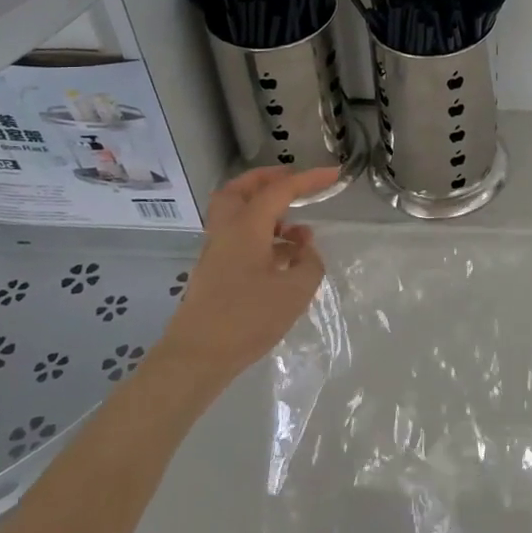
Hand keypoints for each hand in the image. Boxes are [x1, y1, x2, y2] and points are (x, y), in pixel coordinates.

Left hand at [158, 166, 340, 380]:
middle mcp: (227, 231)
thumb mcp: (295, 291)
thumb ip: (309, 263)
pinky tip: (286, 259)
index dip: (309, 179)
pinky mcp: (215, 273)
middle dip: (268, 179)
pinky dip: (263, 236)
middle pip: (241, 189)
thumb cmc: (247, 318)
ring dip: (268, 211)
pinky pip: (240, 238)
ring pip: (238, 215)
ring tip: (299, 231)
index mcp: (246, 226)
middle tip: (294, 183)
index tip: (334, 174)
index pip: (280, 190)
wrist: (196, 358)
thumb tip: (305, 252)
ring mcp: (217, 252)